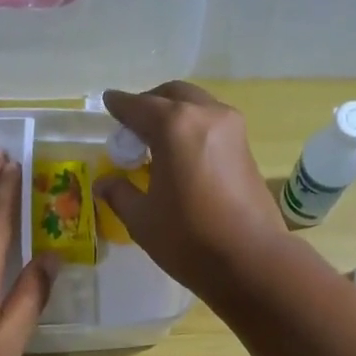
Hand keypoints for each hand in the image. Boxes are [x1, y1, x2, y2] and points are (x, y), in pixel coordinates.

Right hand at [97, 82, 290, 296]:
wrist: (251, 261)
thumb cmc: (189, 240)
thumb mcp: (143, 220)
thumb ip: (120, 193)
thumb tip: (103, 182)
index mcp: (174, 126)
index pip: (138, 106)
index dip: (119, 106)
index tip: (108, 103)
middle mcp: (206, 115)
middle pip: (172, 95)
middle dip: (150, 103)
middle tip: (134, 126)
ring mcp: (232, 129)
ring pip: (197, 105)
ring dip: (175, 114)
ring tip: (158, 142)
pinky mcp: (247, 149)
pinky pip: (213, 125)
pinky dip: (194, 129)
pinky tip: (183, 155)